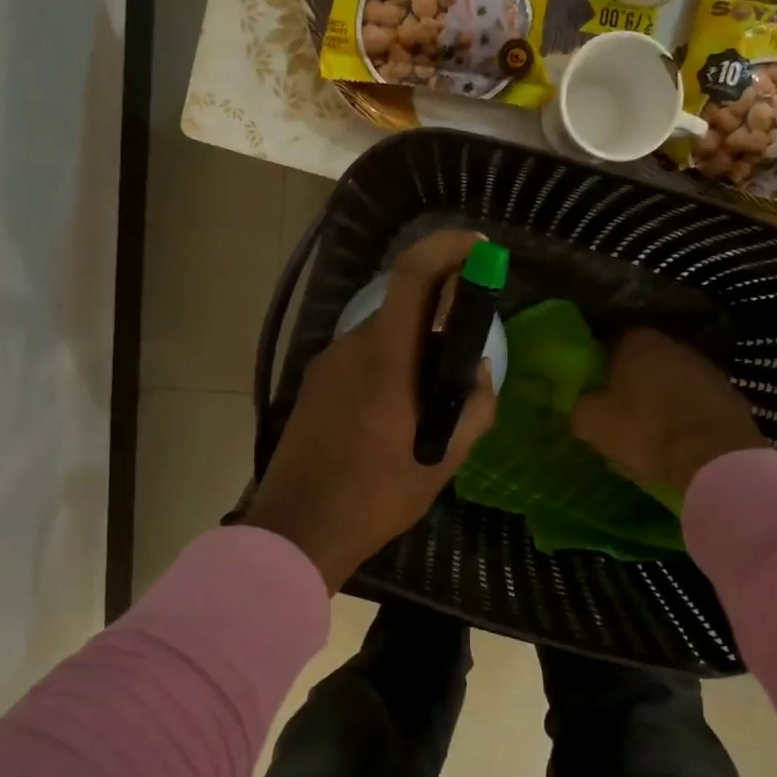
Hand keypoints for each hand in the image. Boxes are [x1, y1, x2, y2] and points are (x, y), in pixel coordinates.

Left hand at [243, 230, 497, 590]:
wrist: (297, 528)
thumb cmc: (376, 496)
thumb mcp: (442, 460)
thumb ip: (473, 407)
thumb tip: (478, 370)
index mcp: (384, 358)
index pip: (412, 276)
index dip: (446, 249)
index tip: (479, 247)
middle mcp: (350, 347)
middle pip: (402, 307)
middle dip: (439, 314)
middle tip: (465, 355)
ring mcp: (326, 365)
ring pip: (382, 336)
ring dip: (413, 349)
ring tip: (433, 400)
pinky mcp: (315, 385)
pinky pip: (362, 358)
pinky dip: (390, 367)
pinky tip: (398, 414)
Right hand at [572, 328, 766, 493]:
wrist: (714, 456)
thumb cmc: (645, 430)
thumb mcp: (592, 421)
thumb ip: (581, 406)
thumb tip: (584, 405)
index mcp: (637, 341)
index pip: (611, 342)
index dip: (601, 366)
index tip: (596, 389)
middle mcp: (674, 344)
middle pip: (645, 360)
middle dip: (633, 381)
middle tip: (620, 409)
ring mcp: (707, 367)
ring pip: (674, 380)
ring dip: (663, 397)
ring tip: (652, 428)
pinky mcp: (731, 394)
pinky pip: (698, 401)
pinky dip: (687, 414)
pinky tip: (680, 438)